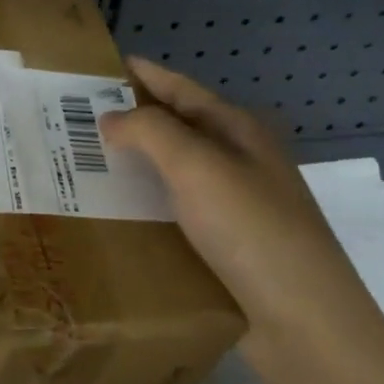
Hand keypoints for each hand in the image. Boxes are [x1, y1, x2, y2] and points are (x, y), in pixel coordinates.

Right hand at [101, 57, 382, 363]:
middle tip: (81, 117)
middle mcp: (241, 161)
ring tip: (89, 161)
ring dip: (138, 162)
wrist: (302, 318)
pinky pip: (178, 209)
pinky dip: (148, 202)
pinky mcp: (228, 243)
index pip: (183, 90)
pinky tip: (121, 211)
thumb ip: (150, 131)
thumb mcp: (197, 165)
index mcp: (239, 131)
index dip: (146, 75)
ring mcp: (237, 204)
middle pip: (179, 128)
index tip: (104, 65)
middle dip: (135, 119)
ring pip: (177, 171)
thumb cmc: (250, 229)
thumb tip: (111, 118)